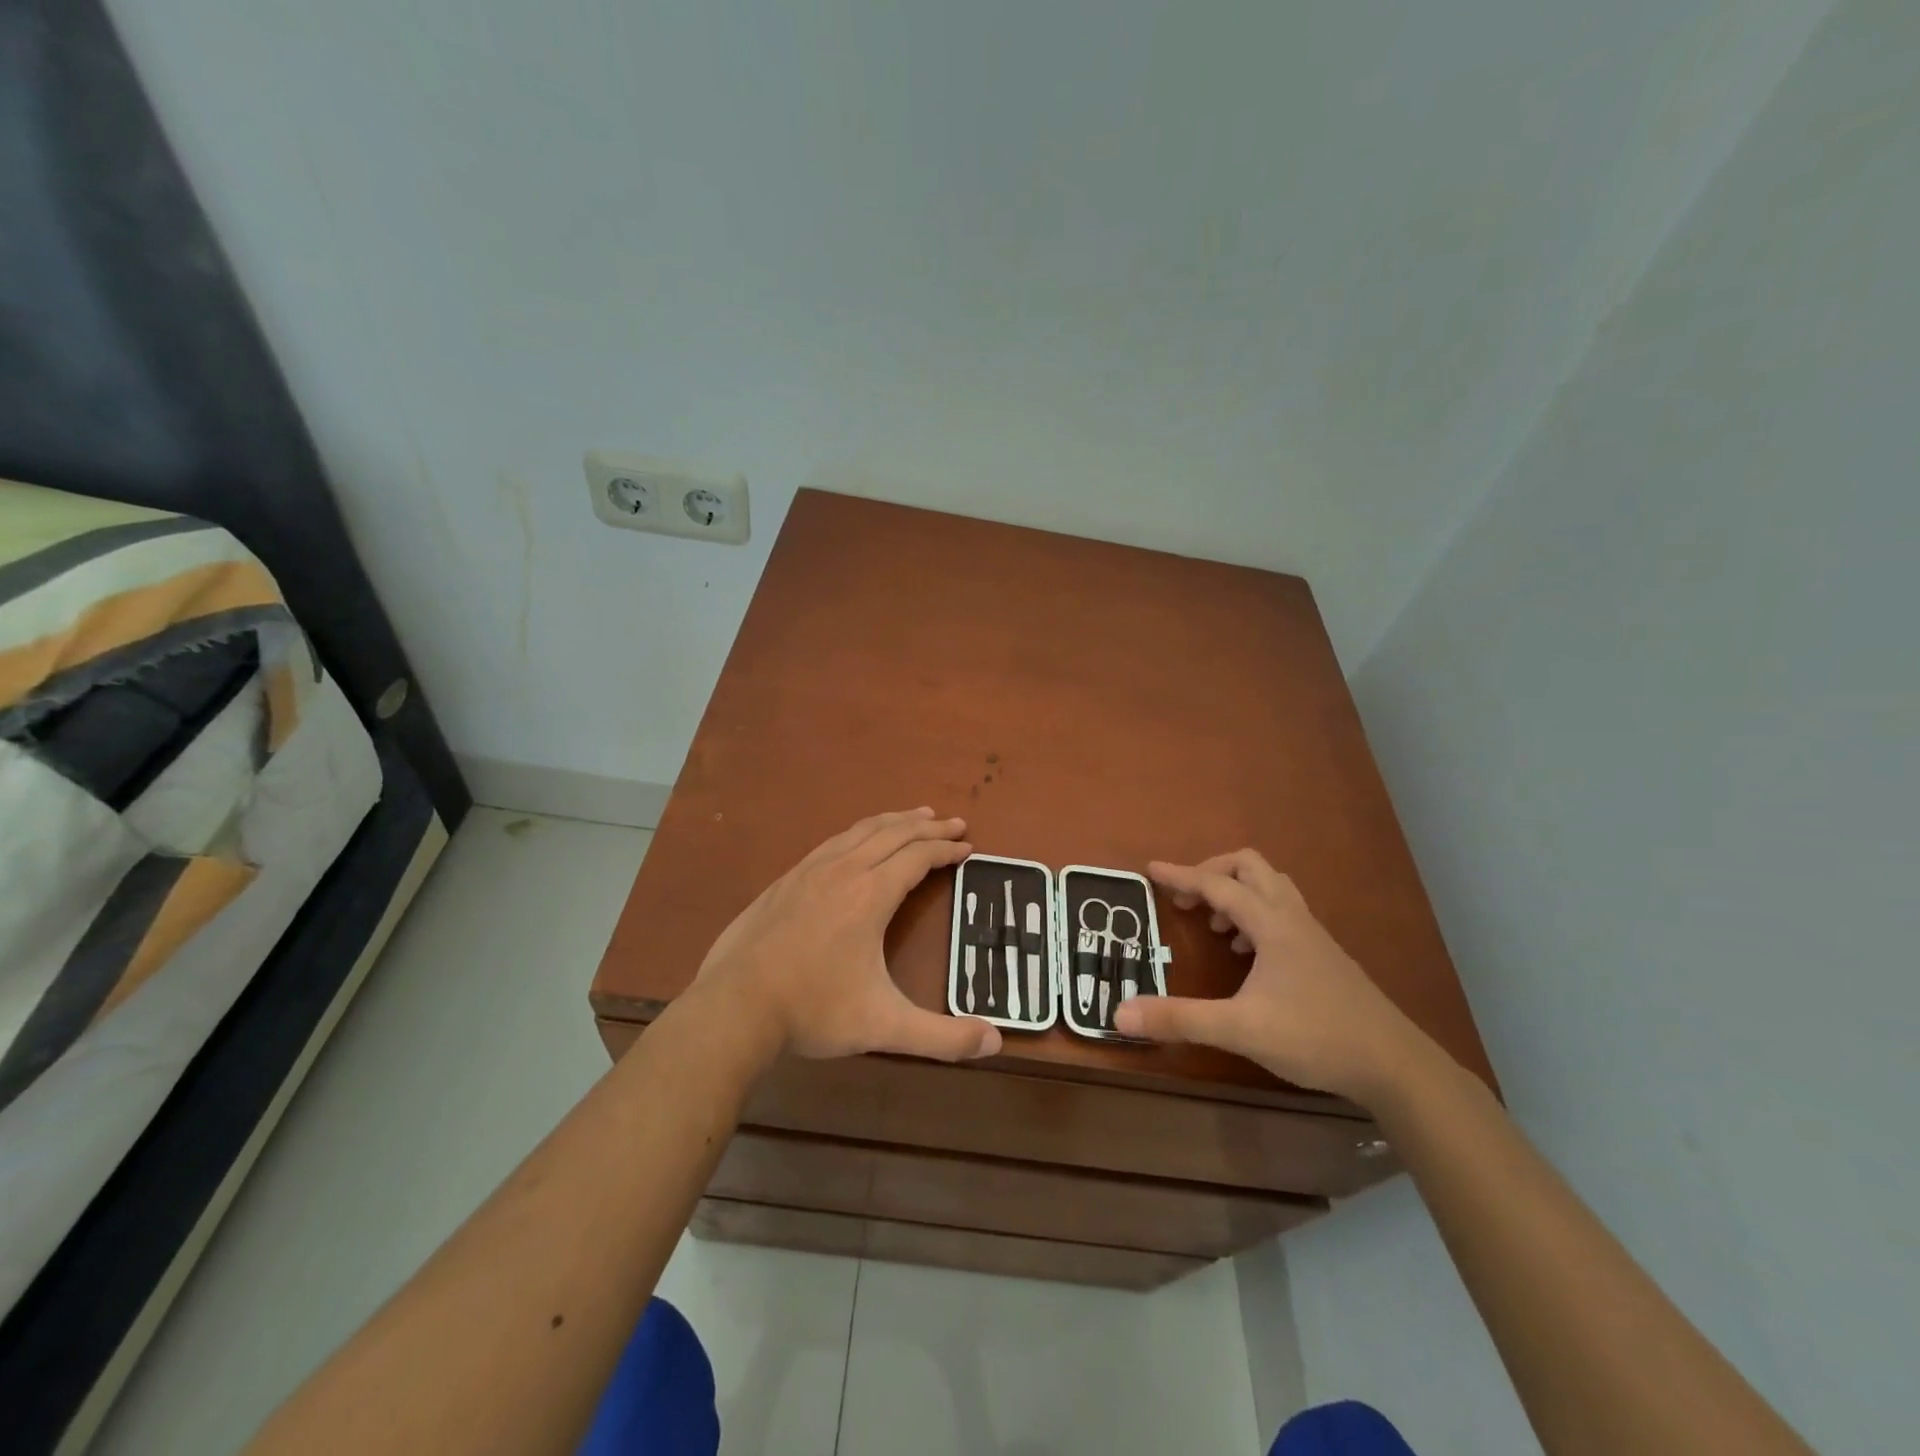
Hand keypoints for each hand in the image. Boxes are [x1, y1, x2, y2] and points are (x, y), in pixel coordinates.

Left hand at [691, 808, 1002, 1064]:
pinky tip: (857, 842)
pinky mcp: (786, 880)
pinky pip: (833, 841)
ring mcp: (810, 871)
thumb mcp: (884, 1026)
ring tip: (914, 816)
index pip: (918, 857)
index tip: (968, 846)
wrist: (735, 1006)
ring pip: (861, 831)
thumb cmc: (814, 1010)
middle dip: (928, 826)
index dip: (946, 849)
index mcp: (871, 895)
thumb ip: (942, 1037)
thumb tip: (996, 1042)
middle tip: (954, 822)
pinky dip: (860, 832)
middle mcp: (844, 871)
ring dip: (894, 821)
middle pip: (894, 834)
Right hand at [1111, 849, 1429, 1104]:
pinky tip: (1248, 956)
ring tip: (1215, 927)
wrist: (1394, 1065)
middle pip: (1250, 867)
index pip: (1217, 884)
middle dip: (1212, 873)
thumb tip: (1120, 1013)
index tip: (1149, 870)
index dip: (1180, 876)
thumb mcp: (1240, 1029)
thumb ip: (1179, 1018)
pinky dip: (1256, 916)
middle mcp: (1293, 918)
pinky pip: (1283, 912)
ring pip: (1271, 887)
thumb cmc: (1315, 1037)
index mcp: (1272, 924)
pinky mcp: (1324, 955)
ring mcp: (1313, 935)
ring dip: (1237, 893)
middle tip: (1187, 901)